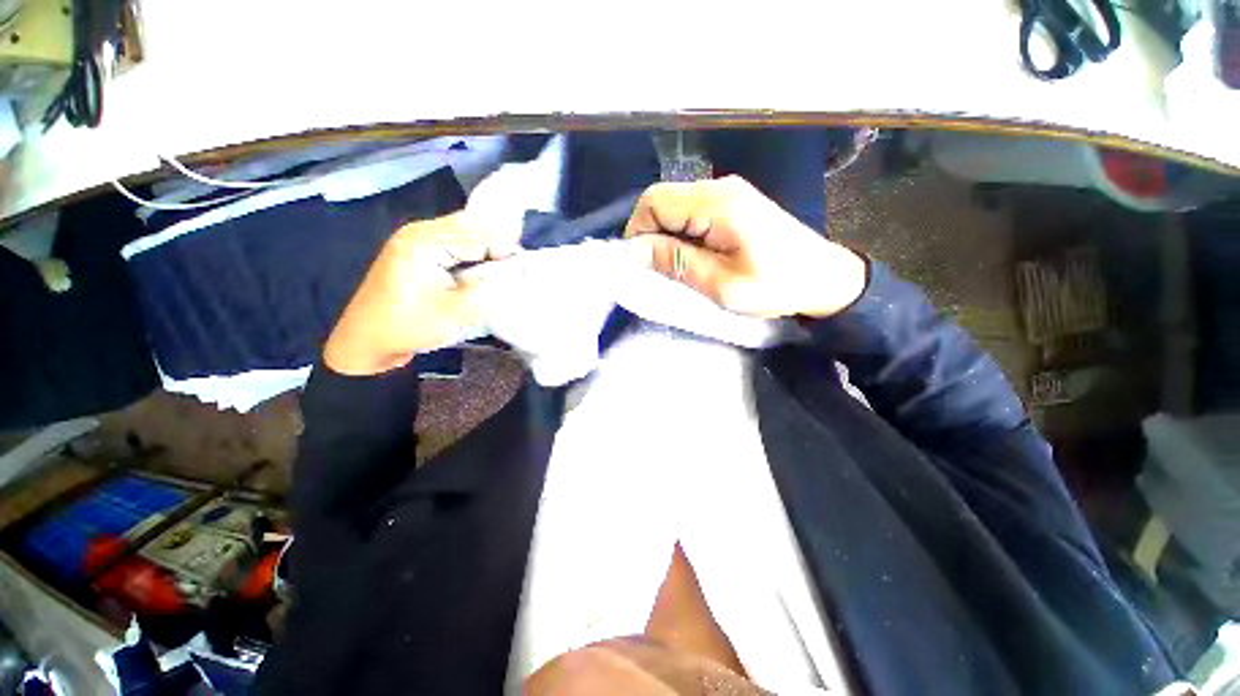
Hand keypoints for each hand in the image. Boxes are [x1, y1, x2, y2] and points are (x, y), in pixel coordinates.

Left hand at [322, 211, 519, 375]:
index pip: (479, 236)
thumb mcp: (456, 312)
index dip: (507, 250)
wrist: (366, 341)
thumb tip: (518, 273)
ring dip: (485, 249)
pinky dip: (472, 253)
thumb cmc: (410, 327)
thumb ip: (490, 289)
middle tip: (518, 267)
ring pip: (463, 234)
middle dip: (497, 245)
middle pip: (471, 228)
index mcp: (425, 242)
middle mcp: (419, 232)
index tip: (528, 266)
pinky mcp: (415, 251)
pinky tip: (483, 268)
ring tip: (505, 268)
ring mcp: (414, 240)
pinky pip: (452, 244)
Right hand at [624, 176, 867, 318]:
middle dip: (650, 234)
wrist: (825, 277)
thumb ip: (678, 263)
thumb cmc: (777, 286)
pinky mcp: (733, 203)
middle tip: (659, 269)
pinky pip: (692, 211)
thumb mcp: (722, 284)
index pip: (655, 201)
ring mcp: (728, 192)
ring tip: (676, 266)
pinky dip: (682, 233)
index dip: (638, 231)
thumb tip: (636, 250)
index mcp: (717, 204)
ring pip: (675, 205)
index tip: (642, 264)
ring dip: (666, 235)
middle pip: (663, 200)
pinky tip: (693, 255)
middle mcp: (719, 187)